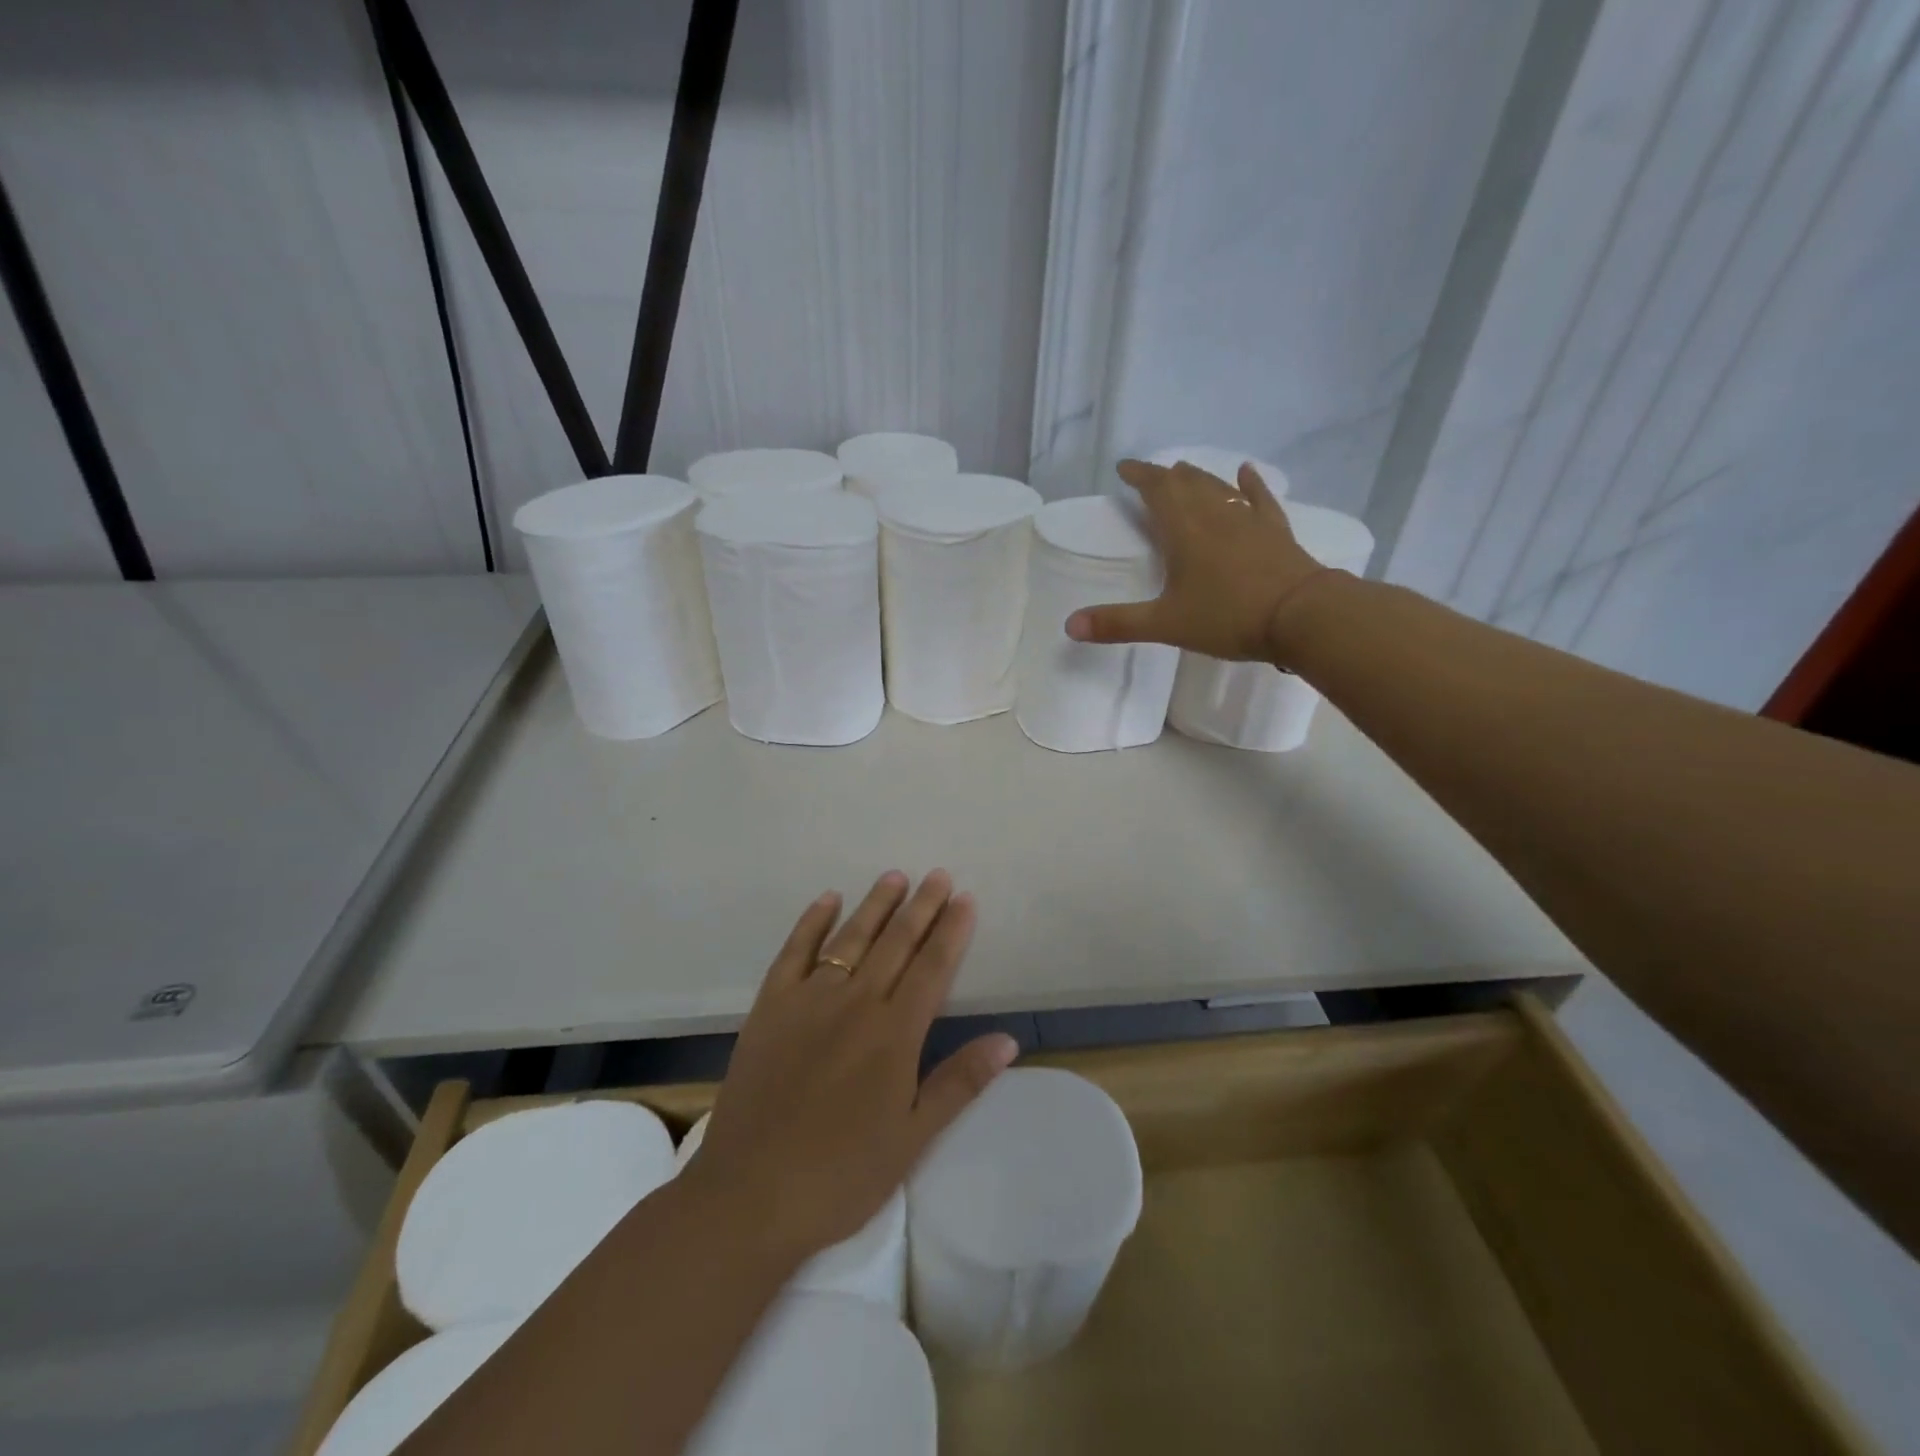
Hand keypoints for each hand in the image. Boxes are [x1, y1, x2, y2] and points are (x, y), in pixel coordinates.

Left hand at [682, 870, 1017, 1259]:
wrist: (749, 1195)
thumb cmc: (841, 1174)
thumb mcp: (913, 1137)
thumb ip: (959, 1082)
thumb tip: (1007, 1039)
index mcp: (894, 1033)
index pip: (932, 967)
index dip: (951, 930)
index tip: (964, 899)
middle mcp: (855, 1002)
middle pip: (896, 942)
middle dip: (921, 907)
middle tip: (938, 875)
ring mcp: (808, 1000)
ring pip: (850, 938)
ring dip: (875, 905)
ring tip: (895, 877)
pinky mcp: (770, 1007)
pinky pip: (794, 951)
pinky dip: (812, 922)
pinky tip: (828, 899)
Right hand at [1066, 459, 1324, 661]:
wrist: (1301, 615)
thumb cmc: (1228, 617)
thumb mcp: (1166, 625)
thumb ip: (1118, 624)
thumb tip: (1069, 626)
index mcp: (1184, 531)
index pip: (1158, 491)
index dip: (1140, 476)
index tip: (1124, 468)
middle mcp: (1215, 516)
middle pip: (1187, 484)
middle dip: (1165, 476)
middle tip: (1150, 474)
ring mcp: (1249, 521)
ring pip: (1219, 488)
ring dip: (1199, 477)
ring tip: (1185, 471)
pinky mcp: (1275, 532)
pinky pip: (1260, 499)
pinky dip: (1250, 484)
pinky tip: (1246, 472)